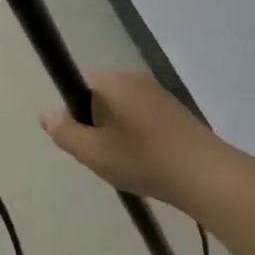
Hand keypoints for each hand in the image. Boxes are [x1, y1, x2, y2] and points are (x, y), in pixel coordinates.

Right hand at [41, 71, 229, 204]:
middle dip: (97, 123)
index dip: (75, 111)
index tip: (83, 139)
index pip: (80, 83)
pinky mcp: (177, 111)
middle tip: (102, 156)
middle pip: (102, 96)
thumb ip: (65, 132)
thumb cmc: (142, 160)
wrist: (206, 175)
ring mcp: (160, 94)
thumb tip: (48, 114)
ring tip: (127, 163)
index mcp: (112, 83)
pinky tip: (148, 162)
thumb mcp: (93, 153)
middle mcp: (135, 79)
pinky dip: (140, 136)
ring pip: (124, 109)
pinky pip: (145, 117)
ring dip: (119, 132)